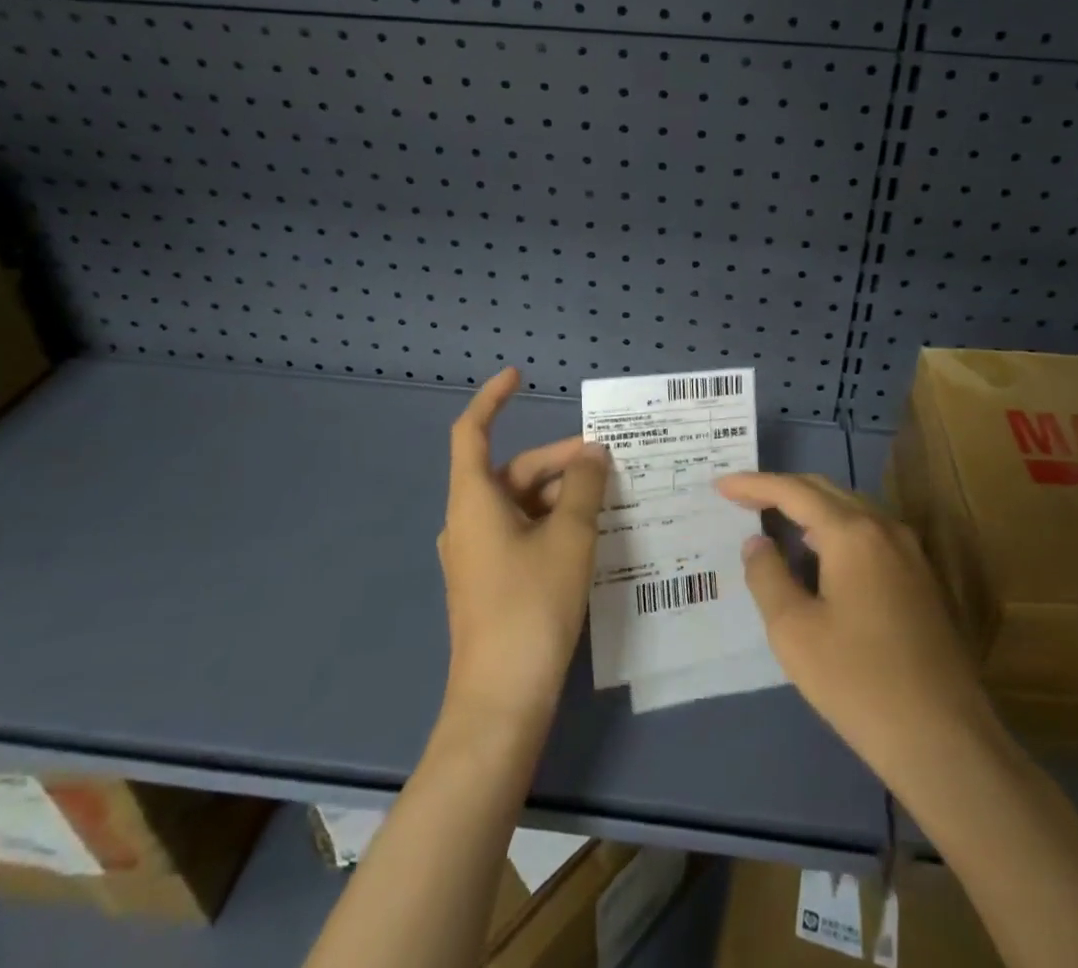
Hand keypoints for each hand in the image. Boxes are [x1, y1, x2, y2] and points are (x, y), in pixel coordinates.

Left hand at [438, 367, 608, 730]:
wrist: (501, 700)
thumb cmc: (532, 606)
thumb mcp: (569, 537)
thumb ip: (584, 486)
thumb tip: (594, 454)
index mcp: (473, 501)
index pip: (472, 431)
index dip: (493, 399)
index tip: (519, 377)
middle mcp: (468, 521)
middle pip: (512, 471)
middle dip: (558, 459)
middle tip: (607, 460)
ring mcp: (477, 554)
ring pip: (521, 503)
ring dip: (561, 493)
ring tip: (609, 496)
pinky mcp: (491, 581)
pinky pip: (522, 532)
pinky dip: (553, 521)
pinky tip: (590, 532)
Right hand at [717, 471, 996, 792]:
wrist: (945, 739)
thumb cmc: (858, 682)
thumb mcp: (793, 631)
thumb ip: (767, 576)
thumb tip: (757, 542)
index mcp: (852, 533)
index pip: (794, 491)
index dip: (754, 484)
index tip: (721, 485)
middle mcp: (885, 528)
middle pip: (826, 491)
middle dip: (782, 489)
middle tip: (743, 498)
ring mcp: (910, 552)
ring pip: (851, 510)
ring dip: (810, 509)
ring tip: (775, 522)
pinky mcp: (922, 579)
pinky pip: (870, 533)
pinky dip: (835, 530)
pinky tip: (820, 556)